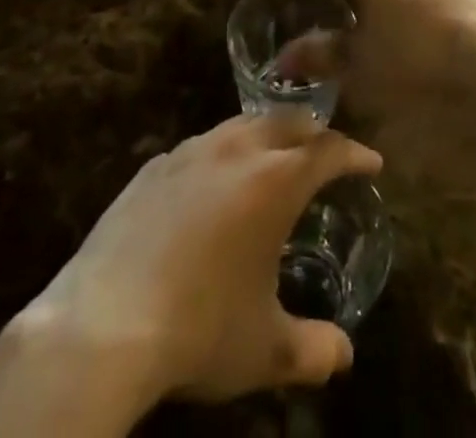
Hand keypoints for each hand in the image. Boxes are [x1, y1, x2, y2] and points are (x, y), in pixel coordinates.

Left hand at [4, 115, 380, 410]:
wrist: (103, 324)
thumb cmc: (200, 329)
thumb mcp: (266, 349)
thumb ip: (313, 349)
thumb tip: (343, 355)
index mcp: (274, 180)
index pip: (328, 149)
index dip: (354, 153)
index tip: (372, 162)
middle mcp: (235, 151)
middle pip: (286, 120)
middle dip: (313, 131)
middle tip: (326, 152)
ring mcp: (189, 152)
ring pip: (240, 125)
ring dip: (265, 134)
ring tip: (273, 158)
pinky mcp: (152, 167)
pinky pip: (200, 146)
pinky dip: (222, 153)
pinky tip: (212, 183)